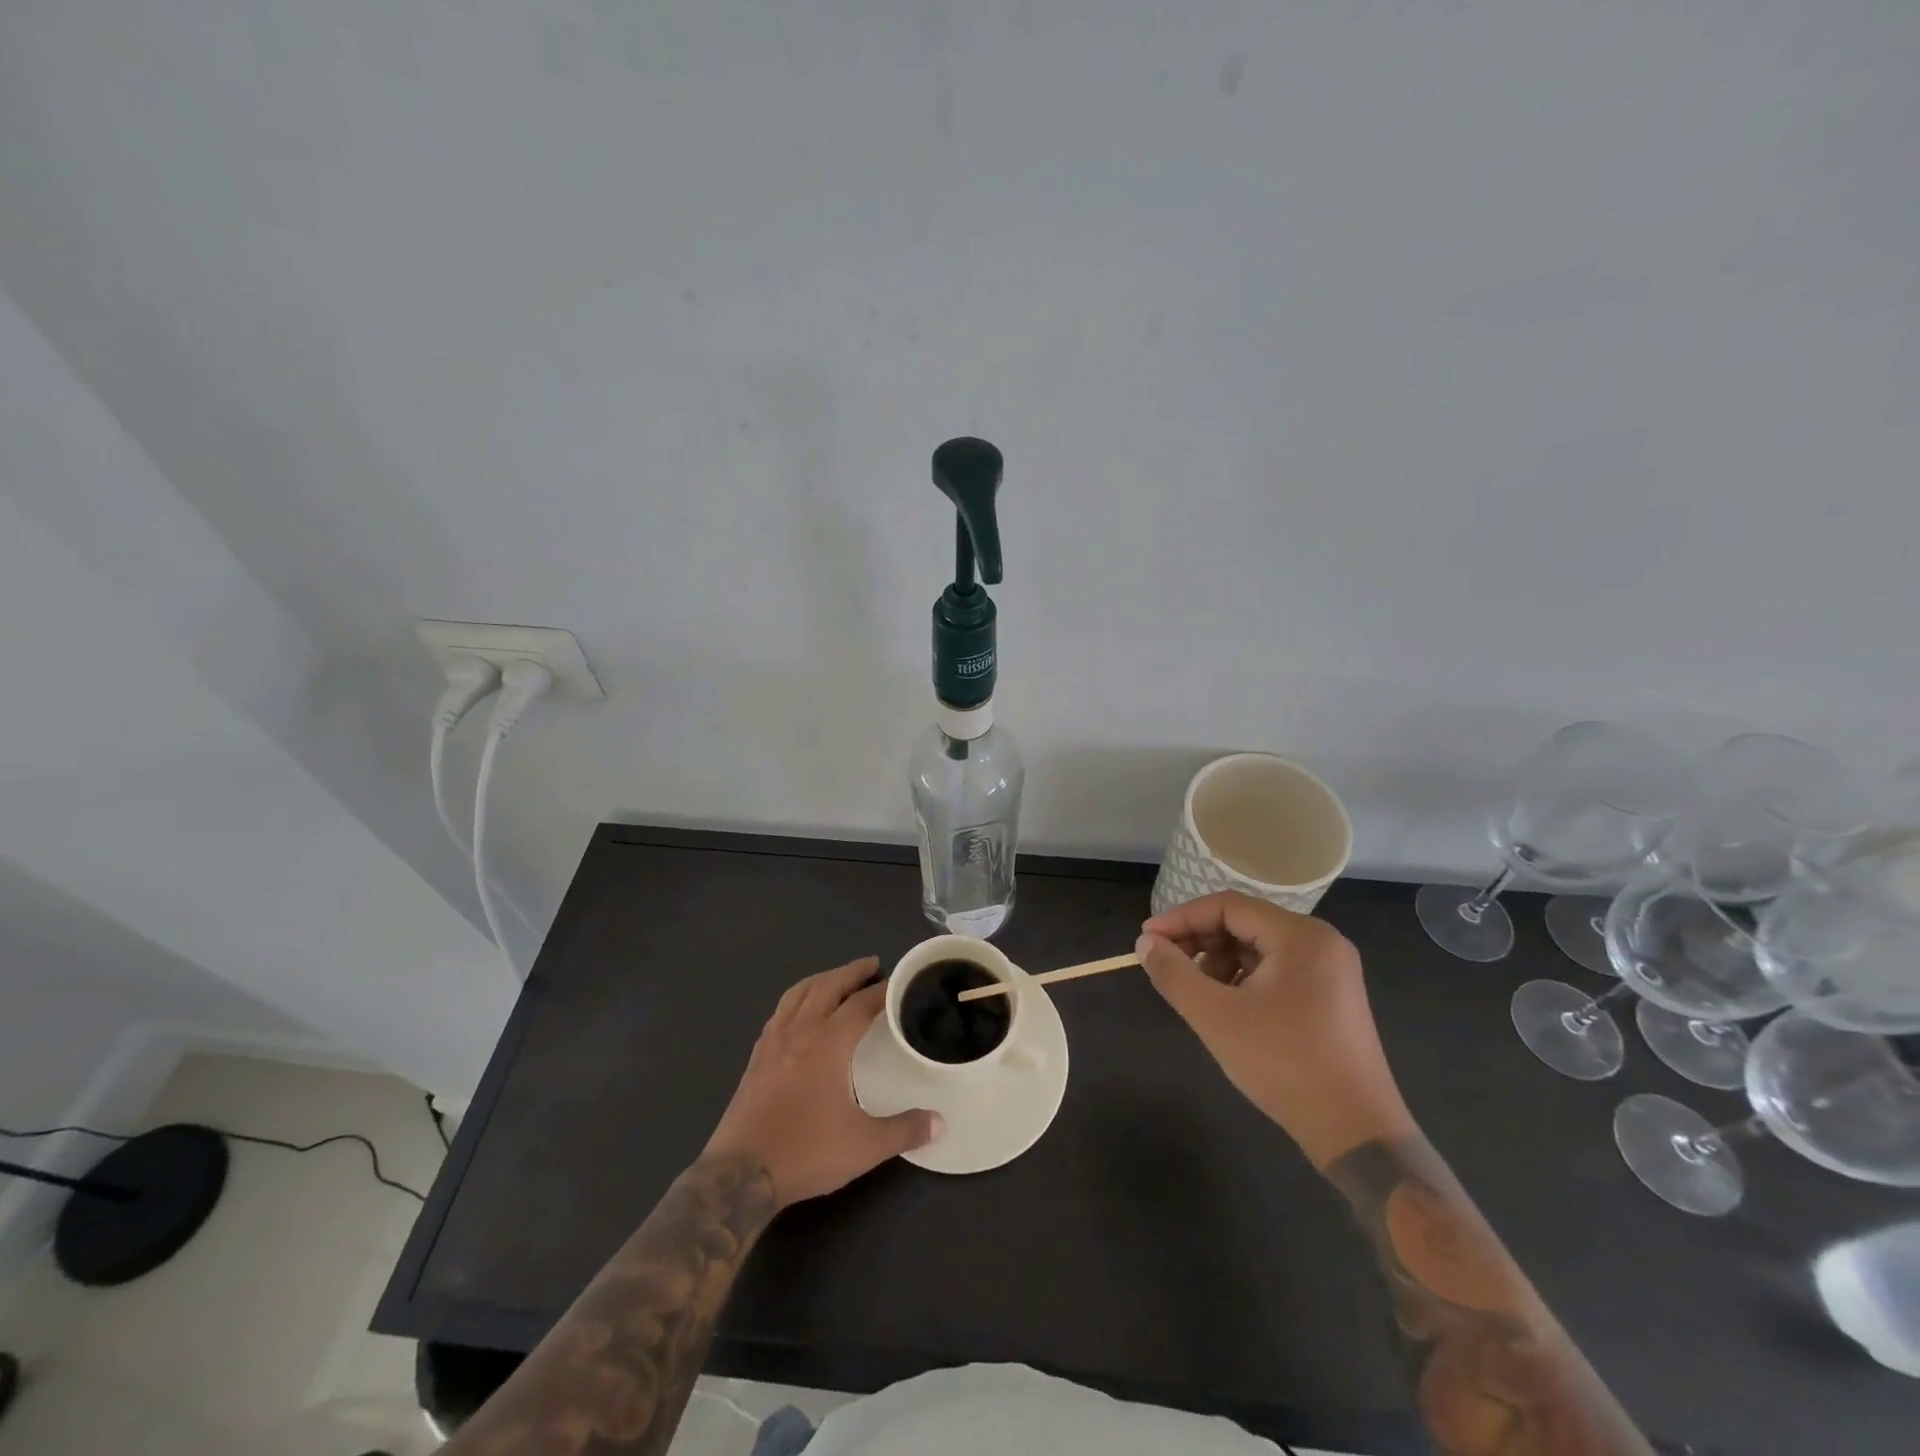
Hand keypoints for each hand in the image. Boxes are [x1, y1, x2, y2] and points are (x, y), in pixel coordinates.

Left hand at [703, 957, 941, 1206]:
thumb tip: (941, 1122)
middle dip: (852, 972)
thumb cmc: (806, 1152)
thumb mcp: (864, 1146)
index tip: (901, 983)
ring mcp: (773, 1042)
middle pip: (828, 986)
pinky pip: (779, 1012)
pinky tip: (800, 1011)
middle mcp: (800, 1032)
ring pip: (799, 993)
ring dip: (822, 979)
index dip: (884, 991)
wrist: (740, 1175)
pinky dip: (797, 1000)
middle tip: (873, 965)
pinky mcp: (756, 1058)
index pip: (862, 1004)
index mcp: (829, 1043)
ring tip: (837, 979)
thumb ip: (905, 1130)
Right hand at [1137, 892, 1416, 1167]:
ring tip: (1194, 992)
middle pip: (1244, 923)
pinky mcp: (1331, 996)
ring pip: (1257, 948)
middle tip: (1164, 965)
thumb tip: (1144, 944)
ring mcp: (1330, 970)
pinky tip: (1226, 1007)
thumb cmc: (1284, 1064)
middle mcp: (1320, 942)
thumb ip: (1174, 973)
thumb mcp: (1216, 1017)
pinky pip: (1276, 970)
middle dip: (1199, 941)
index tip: (1146, 940)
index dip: (1181, 918)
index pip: (1228, 906)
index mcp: (1300, 936)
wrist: (1356, 1134)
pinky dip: (1243, 979)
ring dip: (1218, 962)